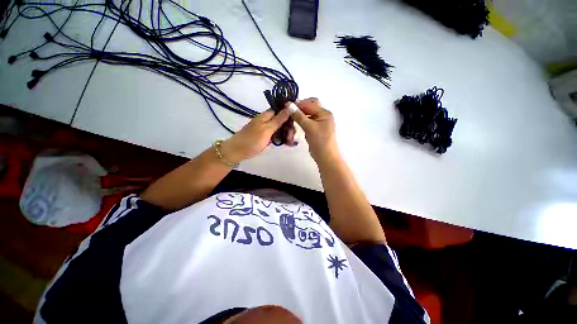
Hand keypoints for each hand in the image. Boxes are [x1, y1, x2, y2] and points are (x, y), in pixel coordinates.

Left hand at [221, 107, 292, 163]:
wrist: (237, 152)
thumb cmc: (252, 140)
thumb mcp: (267, 130)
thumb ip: (278, 120)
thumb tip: (289, 107)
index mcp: (266, 116)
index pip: (280, 110)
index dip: (289, 114)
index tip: (296, 122)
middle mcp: (266, 121)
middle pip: (281, 120)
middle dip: (288, 127)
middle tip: (292, 137)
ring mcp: (265, 129)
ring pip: (279, 129)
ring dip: (285, 134)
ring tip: (289, 142)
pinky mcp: (264, 137)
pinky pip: (275, 135)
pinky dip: (280, 139)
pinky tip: (285, 143)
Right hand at [291, 98, 339, 162]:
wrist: (325, 157)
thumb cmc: (320, 141)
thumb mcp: (310, 127)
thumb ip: (299, 116)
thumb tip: (289, 105)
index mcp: (325, 113)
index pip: (310, 104)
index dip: (299, 104)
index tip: (287, 106)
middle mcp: (323, 116)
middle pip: (309, 108)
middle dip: (299, 109)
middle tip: (289, 112)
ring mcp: (319, 124)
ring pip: (307, 116)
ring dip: (299, 116)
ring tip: (291, 119)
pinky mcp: (315, 130)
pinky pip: (307, 123)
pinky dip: (301, 123)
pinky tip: (295, 125)